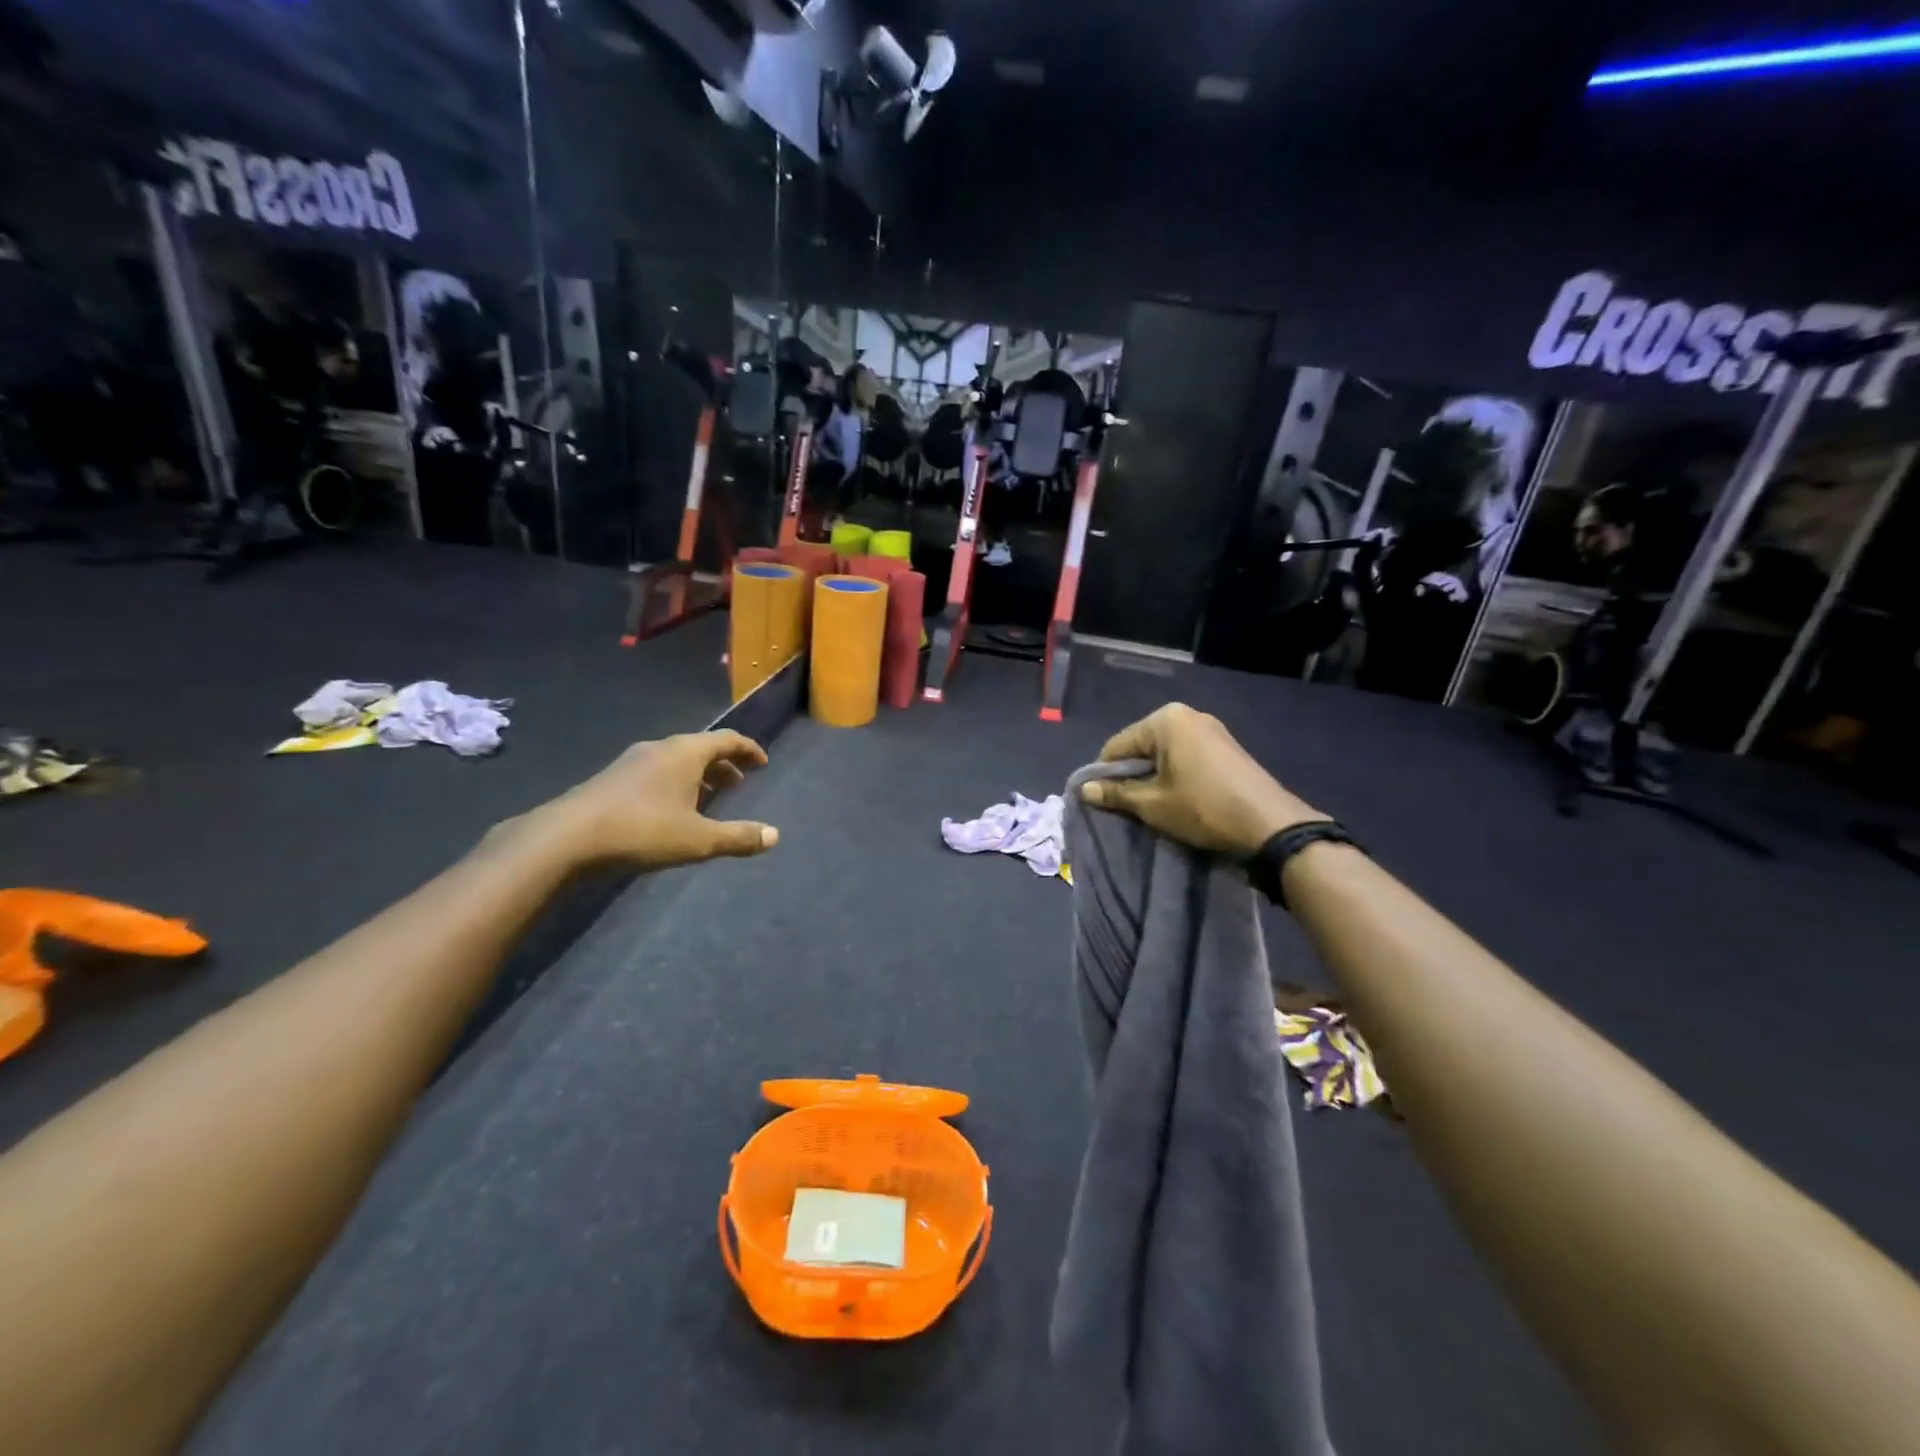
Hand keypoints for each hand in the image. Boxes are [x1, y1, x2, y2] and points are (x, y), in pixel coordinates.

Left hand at [512, 732, 778, 870]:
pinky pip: (656, 771)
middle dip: (724, 764)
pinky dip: (675, 782)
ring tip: (709, 798)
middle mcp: (660, 748)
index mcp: (685, 753)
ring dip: (698, 774)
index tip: (762, 764)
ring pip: (676, 760)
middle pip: (701, 747)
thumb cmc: (642, 831)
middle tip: (740, 783)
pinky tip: (671, 808)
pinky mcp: (611, 778)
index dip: (748, 750)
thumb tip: (774, 836)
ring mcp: (632, 761)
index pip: (727, 739)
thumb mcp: (698, 839)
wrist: (566, 838)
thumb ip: (738, 837)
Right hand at [1080, 704, 1323, 857]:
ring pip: (1163, 752)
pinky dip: (1174, 774)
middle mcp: (1187, 714)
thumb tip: (1084, 789)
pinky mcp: (1225, 746)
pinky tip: (1177, 798)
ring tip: (1152, 805)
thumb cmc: (1203, 808)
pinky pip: (1185, 755)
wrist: (1269, 824)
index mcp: (1165, 720)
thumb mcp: (1152, 804)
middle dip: (1130, 774)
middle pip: (1141, 746)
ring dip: (1152, 776)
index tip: (1100, 802)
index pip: (1116, 745)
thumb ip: (1115, 793)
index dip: (1103, 775)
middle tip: (1127, 806)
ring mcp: (1210, 728)